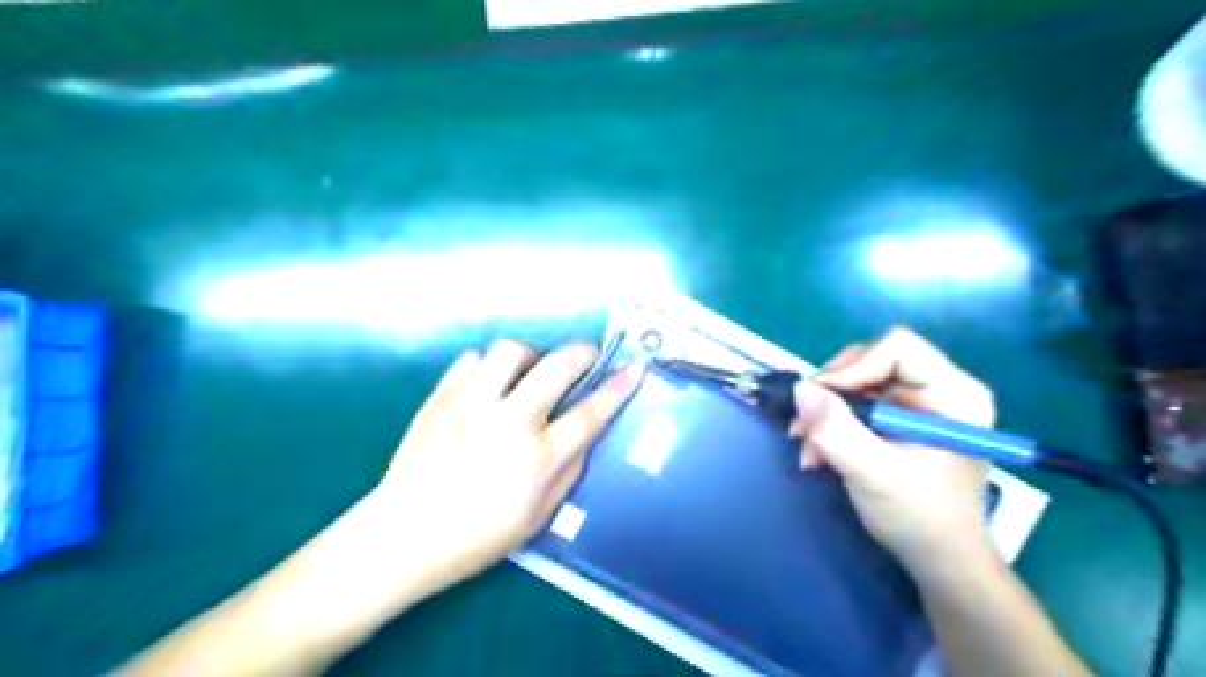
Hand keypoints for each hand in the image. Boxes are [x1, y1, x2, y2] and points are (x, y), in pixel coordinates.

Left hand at [368, 341, 649, 595]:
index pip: (590, 413)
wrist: (403, 535)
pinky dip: (488, 365)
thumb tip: (584, 437)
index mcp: (537, 458)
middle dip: (582, 352)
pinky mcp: (440, 398)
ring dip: (532, 355)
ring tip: (531, 371)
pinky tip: (489, 383)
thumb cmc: (476, 538)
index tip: (635, 367)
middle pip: (557, 367)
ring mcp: (471, 405)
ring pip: (511, 351)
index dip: (618, 387)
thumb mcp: (538, 517)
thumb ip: (568, 472)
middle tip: (587, 356)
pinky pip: (470, 360)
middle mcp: (509, 422)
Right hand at [787, 327, 993, 577]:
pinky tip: (817, 453)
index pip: (898, 348)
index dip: (855, 368)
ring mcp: (914, 403)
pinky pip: (852, 402)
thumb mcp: (873, 473)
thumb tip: (801, 389)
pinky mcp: (895, 418)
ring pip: (853, 382)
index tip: (823, 401)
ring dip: (823, 413)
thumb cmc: (919, 517)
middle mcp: (936, 388)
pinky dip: (828, 424)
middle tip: (805, 427)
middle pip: (869, 360)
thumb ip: (836, 429)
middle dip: (831, 393)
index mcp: (954, 393)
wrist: (936, 559)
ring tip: (808, 449)